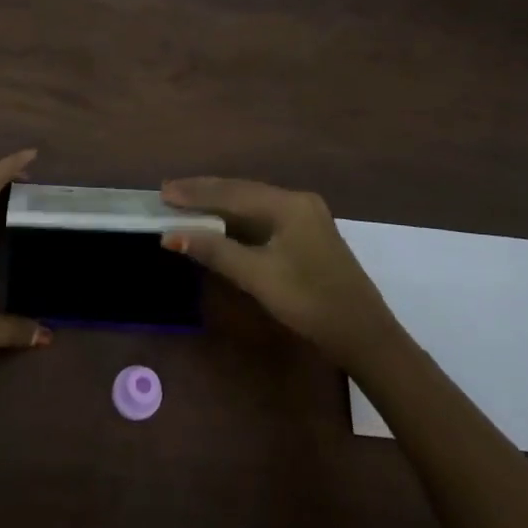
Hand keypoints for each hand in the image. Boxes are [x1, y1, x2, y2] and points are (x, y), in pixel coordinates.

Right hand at [161, 177, 398, 363]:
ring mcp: (305, 218)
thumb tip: (171, 235)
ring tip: (185, 204)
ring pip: (252, 204)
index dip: (195, 192)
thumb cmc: (310, 302)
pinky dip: (236, 219)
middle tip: (168, 193)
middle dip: (204, 193)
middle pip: (242, 192)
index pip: (232, 192)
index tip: (163, 192)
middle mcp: (298, 202)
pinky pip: (263, 217)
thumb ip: (215, 251)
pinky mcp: (307, 236)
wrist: (364, 336)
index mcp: (289, 204)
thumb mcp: (258, 277)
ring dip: (219, 205)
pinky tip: (219, 222)